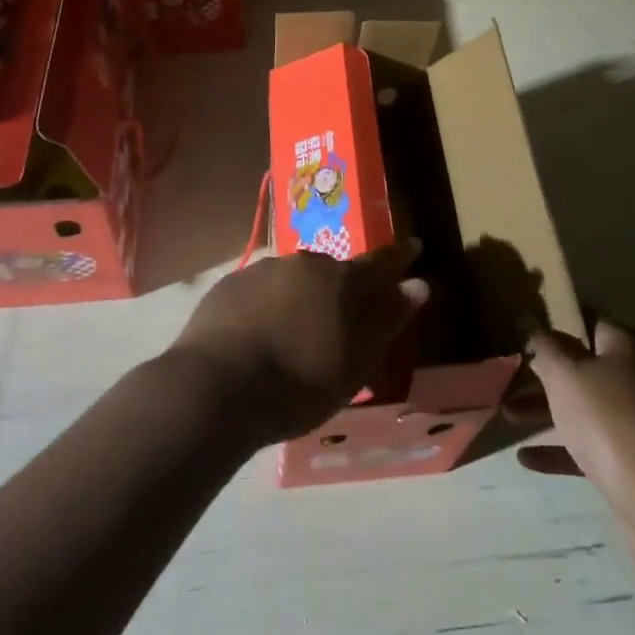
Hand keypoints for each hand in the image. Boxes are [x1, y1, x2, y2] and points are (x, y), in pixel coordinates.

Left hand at [168, 241, 429, 446]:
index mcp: (342, 280)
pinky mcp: (229, 285)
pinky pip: (259, 292)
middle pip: (333, 272)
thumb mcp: (355, 362)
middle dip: (341, 289)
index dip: (400, 257)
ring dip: (300, 299)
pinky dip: (266, 308)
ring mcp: (263, 270)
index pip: (381, 262)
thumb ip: (387, 319)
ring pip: (293, 280)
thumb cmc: (298, 383)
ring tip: (293, 336)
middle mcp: (305, 263)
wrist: (215, 388)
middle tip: (339, 320)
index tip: (415, 246)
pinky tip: (257, 337)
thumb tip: (418, 284)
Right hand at [518, 321, 634, 516]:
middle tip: (512, 375)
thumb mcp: (564, 373)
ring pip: (584, 407)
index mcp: (624, 347)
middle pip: (583, 367)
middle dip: (545, 373)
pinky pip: (590, 445)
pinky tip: (525, 458)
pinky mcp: (634, 460)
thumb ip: (543, 345)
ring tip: (508, 414)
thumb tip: (531, 322)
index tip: (528, 330)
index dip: (557, 323)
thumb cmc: (606, 417)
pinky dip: (560, 449)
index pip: (589, 321)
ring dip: (546, 411)